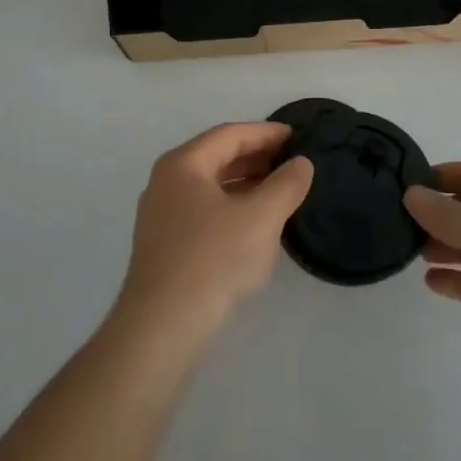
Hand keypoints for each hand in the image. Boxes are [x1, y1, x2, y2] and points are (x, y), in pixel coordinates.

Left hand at [116, 123, 313, 346]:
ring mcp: (160, 214)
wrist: (162, 327)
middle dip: (256, 157)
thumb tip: (300, 163)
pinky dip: (231, 206)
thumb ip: (286, 184)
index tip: (296, 136)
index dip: (265, 133)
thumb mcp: (261, 218)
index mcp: (183, 164)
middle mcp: (166, 181)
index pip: (230, 135)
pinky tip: (253, 224)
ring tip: (279, 191)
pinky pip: (203, 210)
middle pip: (216, 157)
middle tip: (292, 162)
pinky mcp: (163, 244)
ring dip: (245, 183)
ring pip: (210, 185)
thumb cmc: (213, 260)